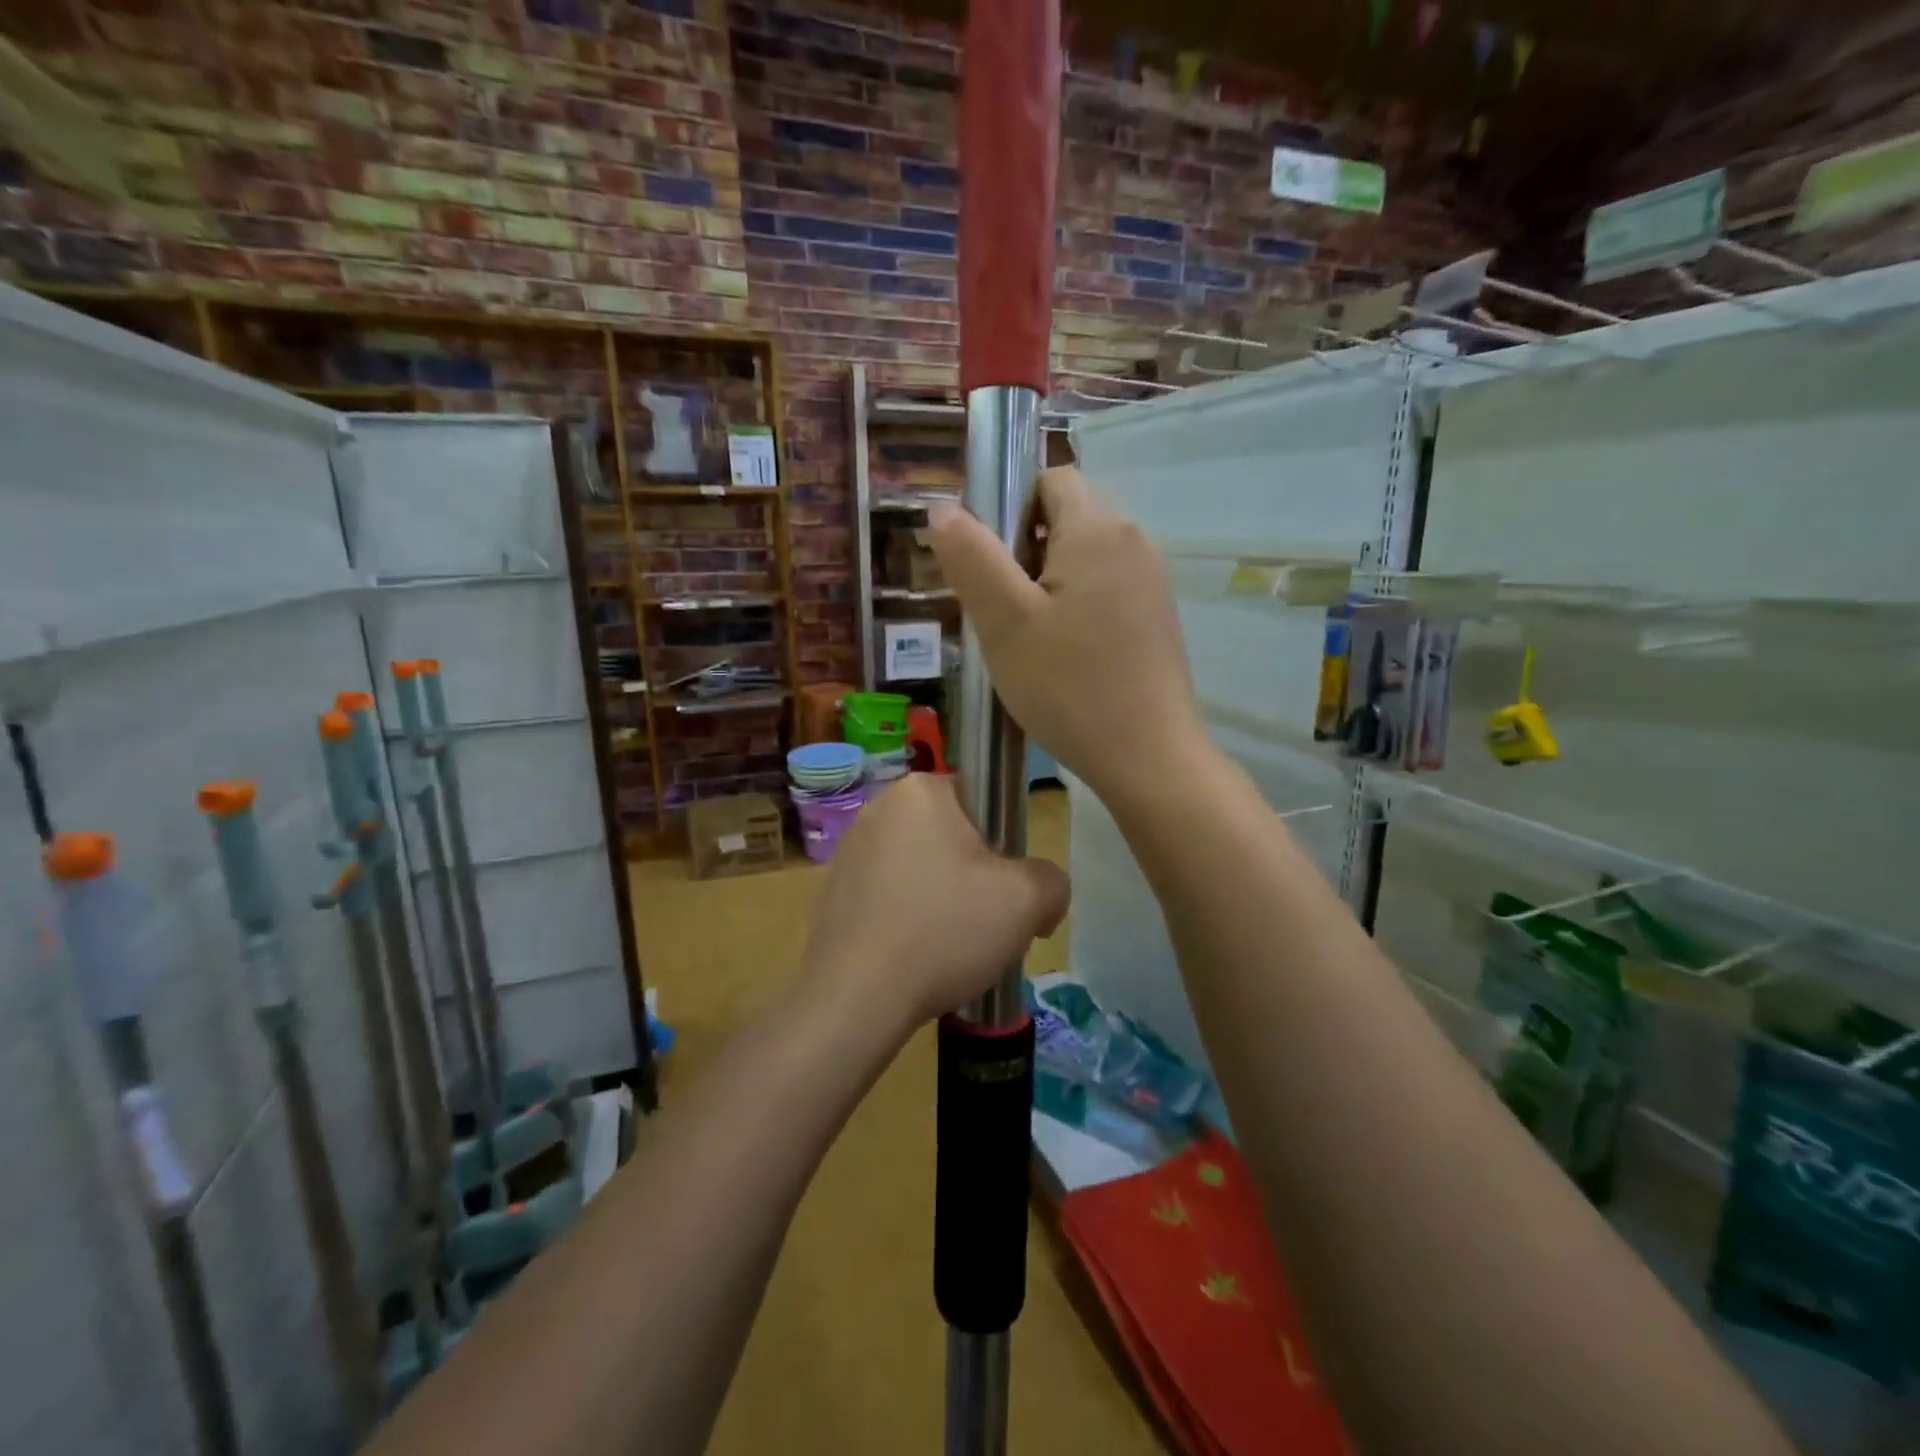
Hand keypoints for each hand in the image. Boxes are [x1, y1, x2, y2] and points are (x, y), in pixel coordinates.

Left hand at [799, 773, 1068, 1036]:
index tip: (1007, 889)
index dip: (1005, 844)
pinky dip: (909, 917)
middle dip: (975, 876)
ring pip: (921, 867)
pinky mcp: (833, 890)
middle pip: (952, 836)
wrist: (856, 999)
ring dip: (942, 898)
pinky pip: (890, 894)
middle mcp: (878, 807)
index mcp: (920, 791)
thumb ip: (1052, 879)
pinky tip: (915, 956)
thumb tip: (1043, 890)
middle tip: (986, 923)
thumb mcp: (1026, 900)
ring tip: (950, 947)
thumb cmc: (945, 931)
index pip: (982, 800)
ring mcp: (849, 849)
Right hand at [926, 466, 1206, 803]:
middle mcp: (1134, 541)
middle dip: (1026, 552)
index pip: (1049, 480)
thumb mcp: (1005, 622)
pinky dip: (1077, 608)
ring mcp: (1152, 582)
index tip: (992, 569)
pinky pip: (1106, 590)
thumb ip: (972, 558)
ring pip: (1085, 558)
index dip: (1010, 510)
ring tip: (1031, 641)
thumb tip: (944, 508)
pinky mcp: (1157, 619)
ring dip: (1049, 585)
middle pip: (1068, 518)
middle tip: (1005, 613)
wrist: (1148, 757)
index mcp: (1099, 528)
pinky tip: (1065, 658)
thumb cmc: (1069, 686)